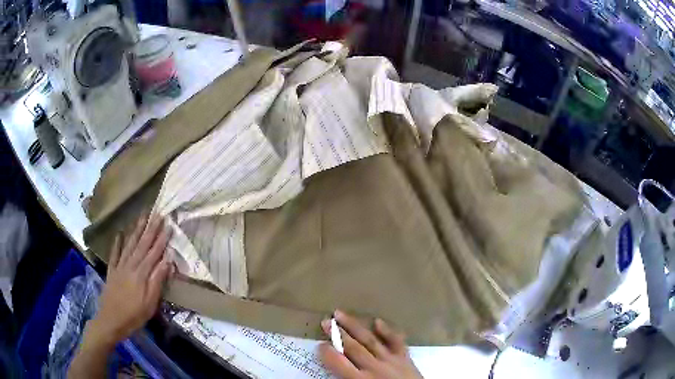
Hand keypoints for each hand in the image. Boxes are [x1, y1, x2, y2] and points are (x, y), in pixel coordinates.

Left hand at [89, 213, 172, 344]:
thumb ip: (157, 281)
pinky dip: (117, 243)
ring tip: (142, 217)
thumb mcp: (150, 303)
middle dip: (150, 229)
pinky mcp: (112, 271)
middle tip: (157, 214)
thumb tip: (167, 261)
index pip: (153, 253)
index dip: (161, 239)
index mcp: (141, 274)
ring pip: (129, 245)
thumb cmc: (134, 315)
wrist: (111, 320)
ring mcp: (119, 267)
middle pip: (141, 244)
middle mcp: (130, 265)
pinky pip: (115, 254)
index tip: (168, 225)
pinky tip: (119, 234)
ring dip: (136, 230)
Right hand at [319, 310, 422, 378]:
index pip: (339, 363)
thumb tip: (334, 375)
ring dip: (354, 327)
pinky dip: (387, 331)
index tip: (319, 344)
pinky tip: (377, 321)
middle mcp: (374, 367)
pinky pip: (396, 341)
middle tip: (326, 321)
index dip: (327, 353)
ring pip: (369, 340)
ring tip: (341, 314)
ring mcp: (391, 360)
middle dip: (337, 334)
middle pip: (352, 347)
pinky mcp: (405, 358)